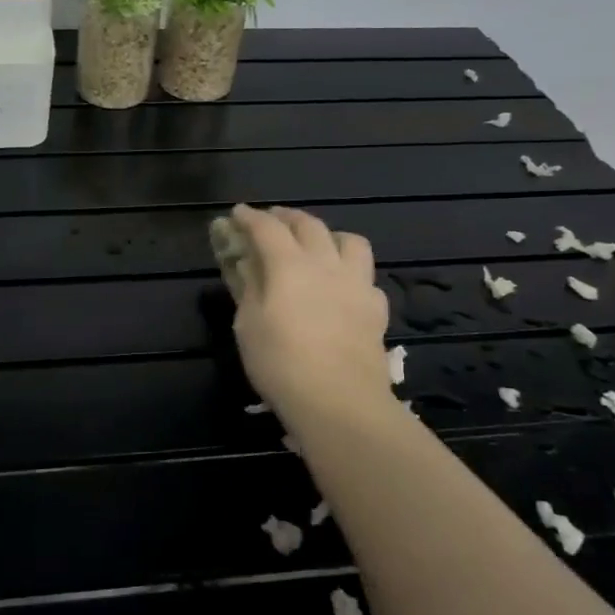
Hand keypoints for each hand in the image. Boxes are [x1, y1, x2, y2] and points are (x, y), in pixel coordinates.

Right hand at [228, 204, 394, 430]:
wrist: (339, 401)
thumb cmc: (281, 363)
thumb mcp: (248, 326)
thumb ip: (248, 288)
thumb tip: (247, 265)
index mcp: (289, 265)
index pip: (267, 228)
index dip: (250, 217)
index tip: (238, 213)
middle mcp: (326, 264)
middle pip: (308, 225)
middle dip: (286, 217)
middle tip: (272, 220)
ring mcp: (356, 284)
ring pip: (349, 241)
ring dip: (328, 235)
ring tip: (317, 244)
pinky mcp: (376, 308)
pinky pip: (365, 276)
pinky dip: (350, 272)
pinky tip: (342, 286)